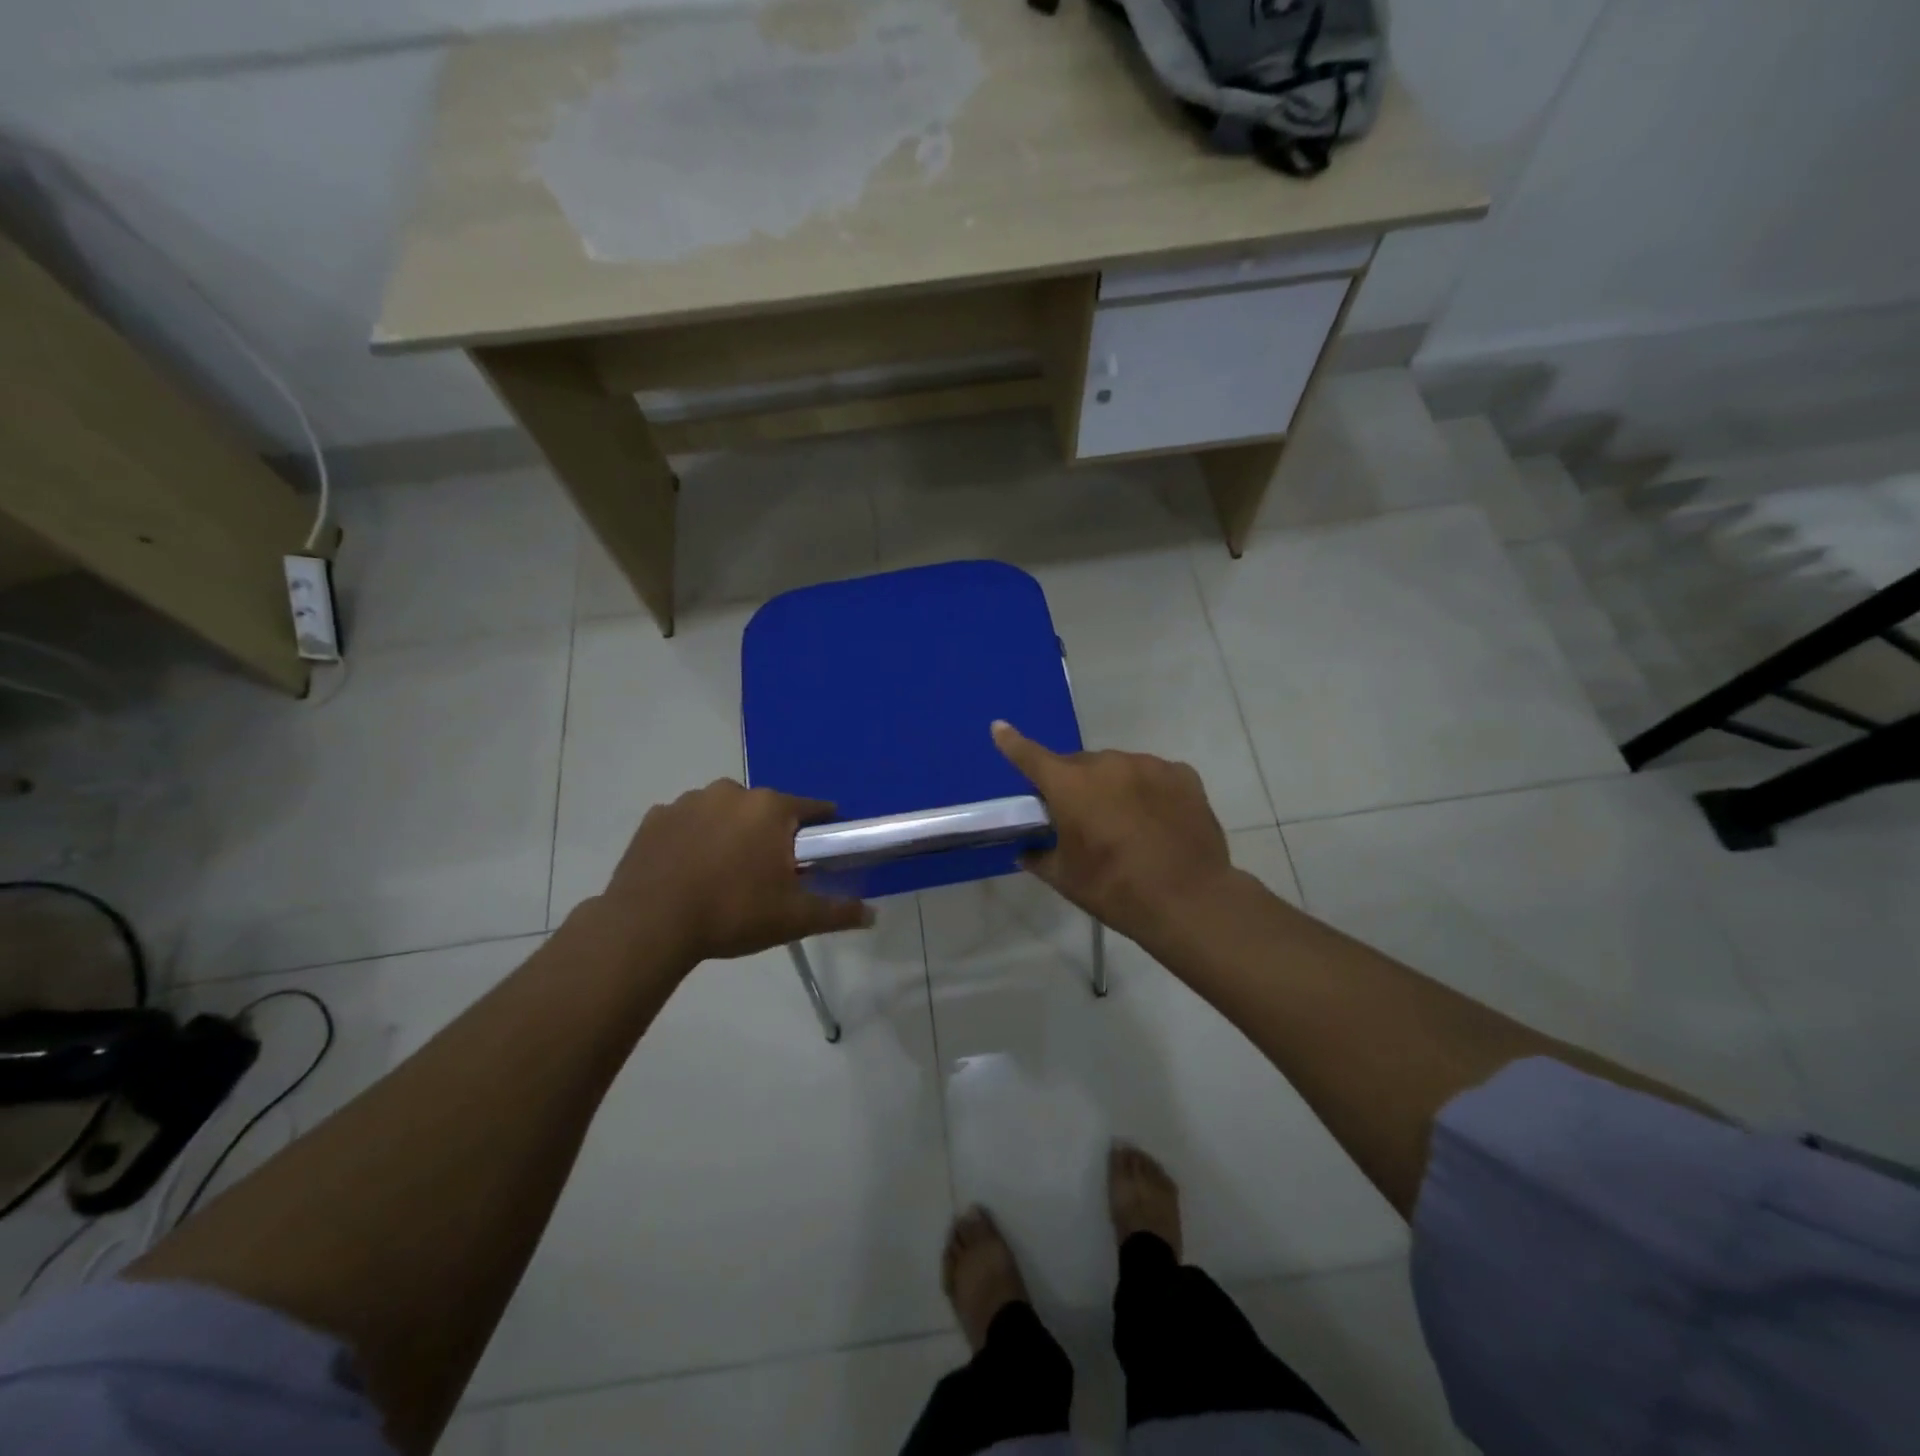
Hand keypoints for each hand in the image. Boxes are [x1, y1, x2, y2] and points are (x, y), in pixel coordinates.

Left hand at [595, 779, 873, 967]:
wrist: (650, 924)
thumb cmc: (733, 913)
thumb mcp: (794, 918)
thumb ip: (837, 912)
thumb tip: (872, 915)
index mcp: (770, 808)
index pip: (811, 808)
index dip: (821, 827)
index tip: (820, 849)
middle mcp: (731, 792)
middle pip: (764, 810)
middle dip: (770, 834)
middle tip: (767, 873)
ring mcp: (688, 801)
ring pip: (723, 813)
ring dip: (729, 833)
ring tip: (723, 874)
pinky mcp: (655, 818)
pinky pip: (686, 823)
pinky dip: (692, 839)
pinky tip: (688, 871)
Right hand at [991, 721, 1236, 945]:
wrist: (1188, 900)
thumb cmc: (1115, 889)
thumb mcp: (1066, 879)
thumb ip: (1040, 858)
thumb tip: (1026, 852)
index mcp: (1070, 786)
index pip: (1031, 757)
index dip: (1012, 743)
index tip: (999, 727)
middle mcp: (1107, 764)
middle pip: (1080, 766)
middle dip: (1075, 785)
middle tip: (1084, 820)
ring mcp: (1148, 765)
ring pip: (1119, 768)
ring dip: (1113, 786)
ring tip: (1127, 823)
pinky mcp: (1182, 775)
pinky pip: (1154, 775)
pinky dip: (1147, 790)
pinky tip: (1157, 819)